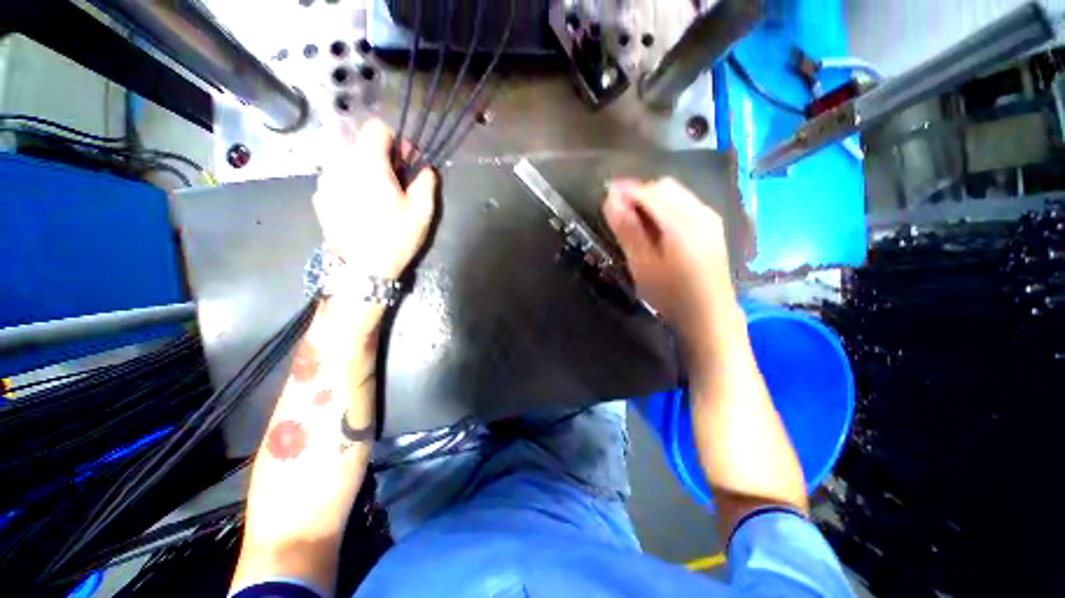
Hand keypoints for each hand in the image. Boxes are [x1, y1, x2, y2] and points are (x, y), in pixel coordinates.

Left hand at [313, 119, 437, 279]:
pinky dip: (350, 184)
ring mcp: (325, 181)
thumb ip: (426, 182)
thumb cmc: (395, 238)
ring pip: (348, 161)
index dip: (396, 141)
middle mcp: (340, 164)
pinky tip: (361, 208)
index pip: (377, 128)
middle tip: (396, 184)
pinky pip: (337, 178)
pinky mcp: (319, 197)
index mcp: (368, 164)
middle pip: (362, 144)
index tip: (406, 164)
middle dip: (382, 158)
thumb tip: (425, 168)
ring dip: (365, 171)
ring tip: (377, 198)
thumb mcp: (422, 212)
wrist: (362, 269)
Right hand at [602, 178, 735, 331]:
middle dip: (638, 192)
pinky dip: (664, 206)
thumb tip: (610, 200)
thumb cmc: (671, 294)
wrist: (709, 315)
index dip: (625, 190)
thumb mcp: (643, 265)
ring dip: (651, 198)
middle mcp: (700, 212)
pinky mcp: (712, 226)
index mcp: (682, 222)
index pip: (649, 192)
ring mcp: (709, 218)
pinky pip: (684, 203)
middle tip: (617, 210)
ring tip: (632, 217)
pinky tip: (654, 225)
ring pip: (675, 193)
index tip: (604, 193)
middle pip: (664, 186)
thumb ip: (627, 230)